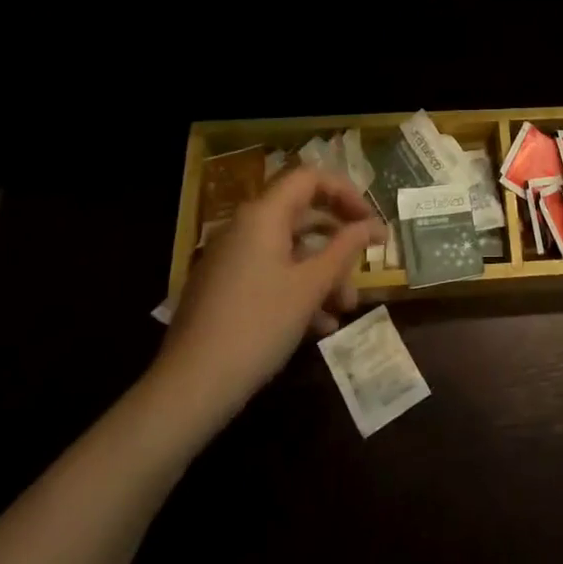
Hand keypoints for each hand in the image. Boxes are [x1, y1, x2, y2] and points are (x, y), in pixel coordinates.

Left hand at [155, 167, 384, 413]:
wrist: (191, 386)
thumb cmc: (259, 325)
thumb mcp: (311, 286)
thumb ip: (345, 249)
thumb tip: (371, 225)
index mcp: (263, 215)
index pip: (310, 178)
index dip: (346, 192)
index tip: (370, 221)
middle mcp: (245, 228)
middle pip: (302, 216)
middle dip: (338, 243)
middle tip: (364, 267)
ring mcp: (231, 259)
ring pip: (289, 250)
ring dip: (323, 273)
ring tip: (345, 308)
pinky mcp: (224, 288)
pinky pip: (271, 274)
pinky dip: (298, 290)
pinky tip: (319, 326)